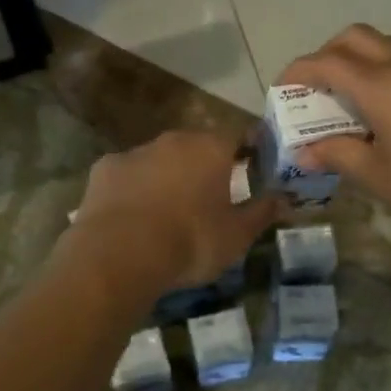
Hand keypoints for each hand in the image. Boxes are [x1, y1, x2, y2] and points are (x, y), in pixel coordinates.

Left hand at [64, 131, 284, 294]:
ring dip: (167, 176)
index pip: (238, 137)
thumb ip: (262, 213)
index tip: (250, 170)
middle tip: (208, 196)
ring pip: (160, 159)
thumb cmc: (190, 241)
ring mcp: (136, 151)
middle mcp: (175, 140)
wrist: (120, 253)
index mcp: (212, 149)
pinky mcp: (105, 168)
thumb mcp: (237, 236)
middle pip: (196, 146)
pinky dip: (134, 188)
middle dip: (204, 166)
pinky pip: (128, 174)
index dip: (246, 152)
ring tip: (168, 211)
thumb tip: (285, 198)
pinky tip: (133, 215)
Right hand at [278, 25, 390, 259]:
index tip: (281, 90)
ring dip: (358, 60)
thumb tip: (305, 150)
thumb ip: (338, 155)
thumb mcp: (380, 178)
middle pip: (355, 38)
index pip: (326, 63)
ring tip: (347, 101)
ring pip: (385, 44)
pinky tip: (385, 112)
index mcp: (381, 87)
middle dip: (326, 55)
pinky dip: (383, 70)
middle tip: (315, 91)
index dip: (297, 72)